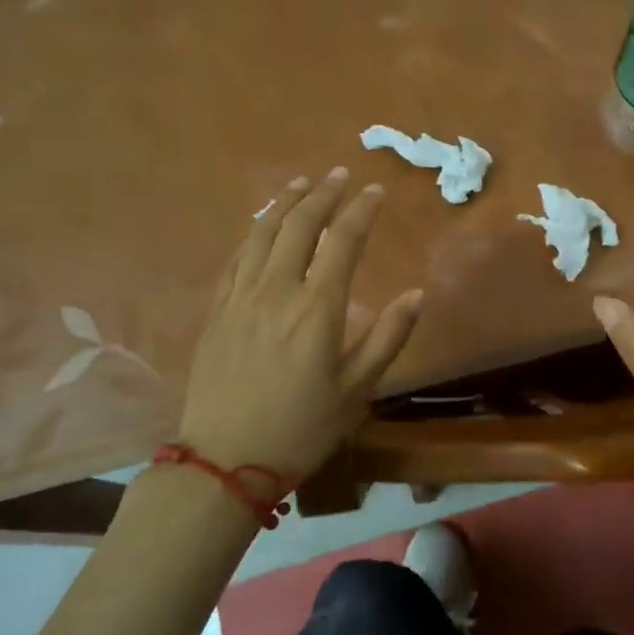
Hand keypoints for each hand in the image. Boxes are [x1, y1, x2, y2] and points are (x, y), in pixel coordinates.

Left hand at [176, 167, 422, 482]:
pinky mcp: (217, 310)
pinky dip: (254, 231)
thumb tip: (416, 295)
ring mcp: (241, 297)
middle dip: (323, 194)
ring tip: (301, 183)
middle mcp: (277, 290)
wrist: (225, 459)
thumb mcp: (358, 389)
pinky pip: (236, 256)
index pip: (343, 241)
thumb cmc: (301, 427)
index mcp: (317, 308)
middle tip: (339, 175)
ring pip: (262, 233)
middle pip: (300, 225)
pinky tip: (262, 225)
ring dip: (284, 203)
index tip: (375, 190)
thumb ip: (388, 337)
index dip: (361, 210)